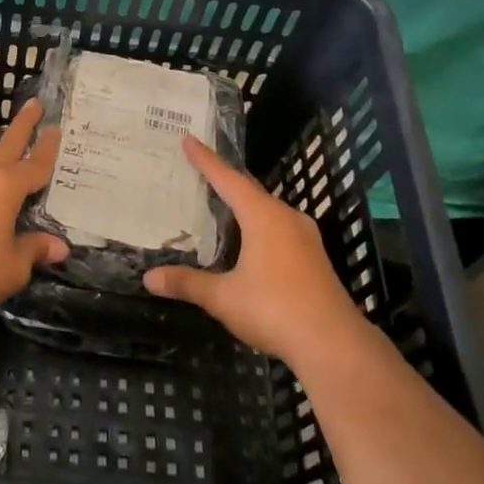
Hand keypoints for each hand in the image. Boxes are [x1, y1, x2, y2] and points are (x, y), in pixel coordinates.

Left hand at [0, 100, 69, 323]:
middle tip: (35, 104)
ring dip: (0, 156)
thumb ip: (34, 250)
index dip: (48, 148)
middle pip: (7, 146)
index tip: (56, 127)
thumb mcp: (14, 266)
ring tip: (12, 155)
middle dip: (22, 126)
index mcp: (5, 187)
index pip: (35, 164)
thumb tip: (59, 247)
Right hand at [145, 135, 367, 366]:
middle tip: (199, 169)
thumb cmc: (274, 310)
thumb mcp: (223, 297)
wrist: (334, 345)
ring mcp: (305, 238)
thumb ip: (187, 283)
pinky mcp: (313, 258)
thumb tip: (149, 278)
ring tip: (221, 201)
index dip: (206, 160)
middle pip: (250, 190)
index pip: (228, 179)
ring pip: (267, 209)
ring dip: (244, 203)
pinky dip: (257, 223)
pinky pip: (278, 227)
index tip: (188, 138)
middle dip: (224, 179)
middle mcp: (286, 218)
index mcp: (263, 217)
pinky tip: (249, 238)